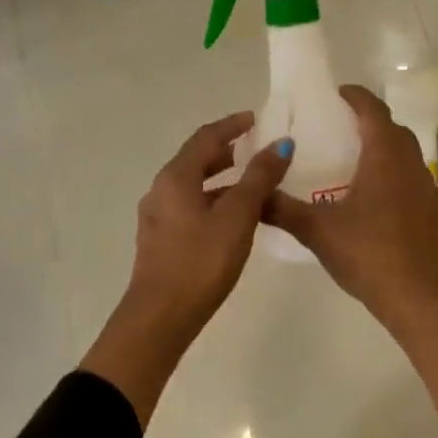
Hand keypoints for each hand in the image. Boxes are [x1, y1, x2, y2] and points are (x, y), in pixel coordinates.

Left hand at [117, 111, 293, 341]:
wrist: (160, 317)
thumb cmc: (201, 261)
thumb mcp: (237, 216)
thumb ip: (259, 178)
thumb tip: (281, 144)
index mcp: (176, 177)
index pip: (205, 137)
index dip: (231, 125)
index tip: (255, 119)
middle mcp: (160, 190)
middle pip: (196, 160)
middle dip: (226, 151)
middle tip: (256, 150)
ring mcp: (157, 217)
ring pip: (193, 186)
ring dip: (221, 180)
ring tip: (252, 185)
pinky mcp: (160, 241)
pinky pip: (189, 207)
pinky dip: (213, 201)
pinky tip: (233, 219)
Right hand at [265, 86, 437, 331]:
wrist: (418, 299)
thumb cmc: (368, 254)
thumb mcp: (317, 231)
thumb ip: (281, 209)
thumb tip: (253, 194)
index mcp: (384, 158)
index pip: (374, 112)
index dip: (357, 97)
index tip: (338, 93)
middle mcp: (411, 165)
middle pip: (393, 130)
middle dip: (370, 121)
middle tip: (341, 126)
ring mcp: (427, 189)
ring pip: (407, 155)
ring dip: (385, 148)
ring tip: (355, 160)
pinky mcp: (434, 213)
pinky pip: (413, 179)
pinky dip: (395, 174)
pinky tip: (375, 199)